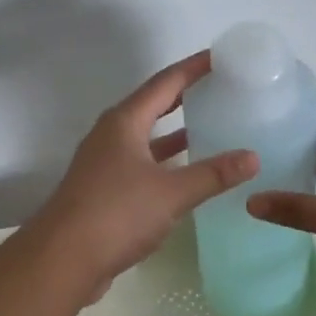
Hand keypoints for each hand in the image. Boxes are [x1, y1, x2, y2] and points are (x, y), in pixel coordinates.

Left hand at [24, 51, 257, 299]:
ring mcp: (104, 162)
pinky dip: (165, 161)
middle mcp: (111, 134)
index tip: (220, 56)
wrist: (63, 259)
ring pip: (146, 137)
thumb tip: (252, 156)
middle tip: (220, 88)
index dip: (192, 68)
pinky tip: (187, 173)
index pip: (164, 83)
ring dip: (175, 132)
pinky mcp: (104, 189)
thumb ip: (212, 174)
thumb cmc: (116, 213)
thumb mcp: (171, 192)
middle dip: (184, 95)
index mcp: (124, 122)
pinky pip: (141, 163)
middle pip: (153, 105)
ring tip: (210, 126)